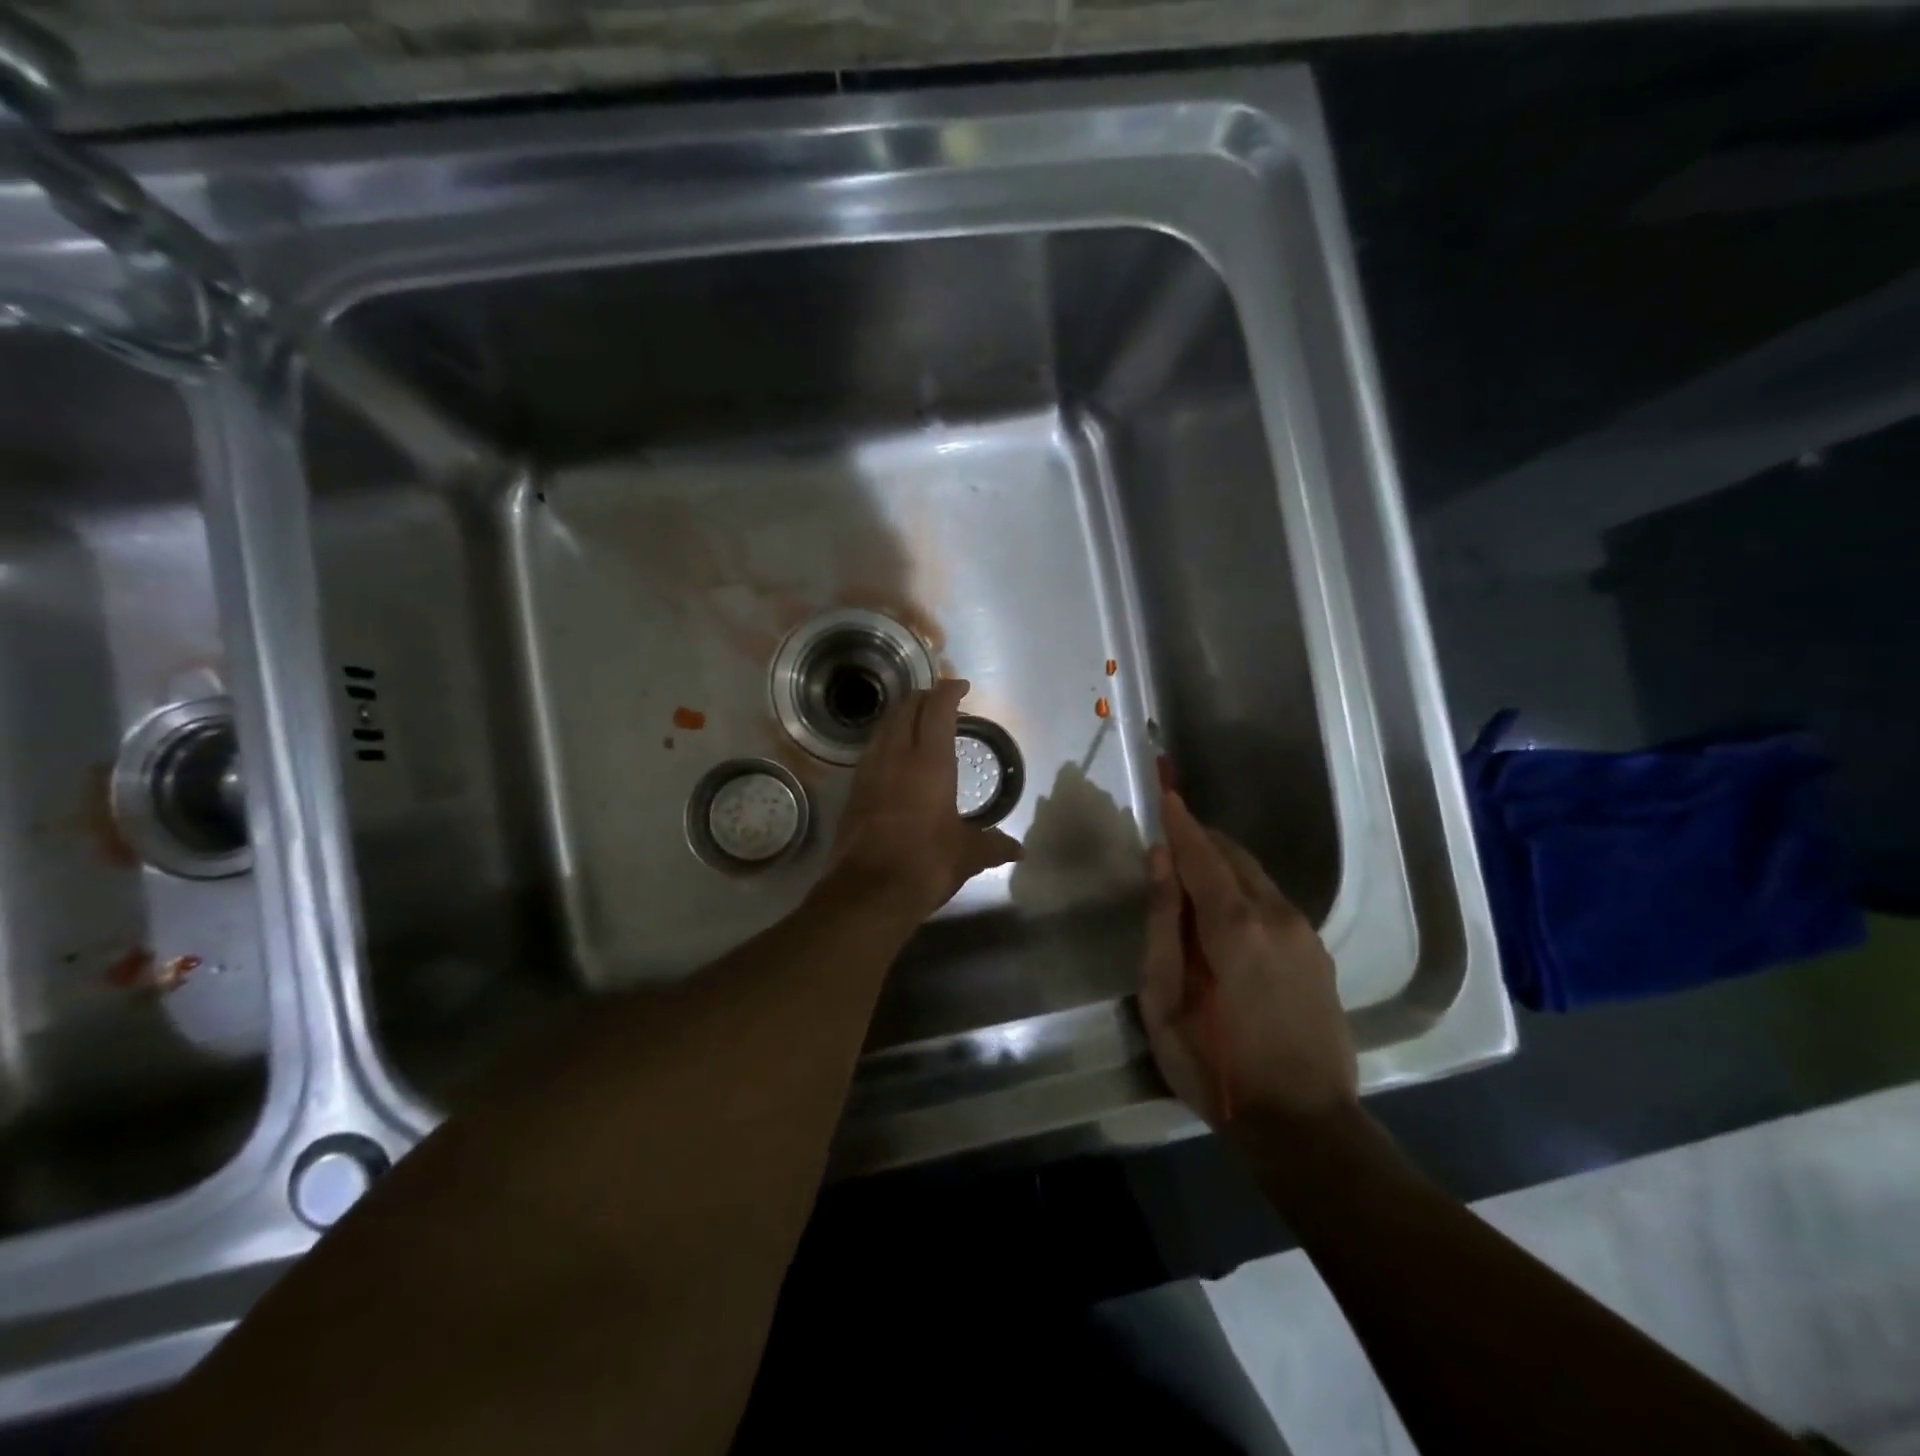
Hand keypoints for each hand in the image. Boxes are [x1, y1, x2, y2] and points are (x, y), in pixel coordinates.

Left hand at [825, 678, 1021, 923]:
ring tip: (918, 725)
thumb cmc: (926, 863)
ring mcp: (869, 771)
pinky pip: (871, 750)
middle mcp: (896, 756)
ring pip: (884, 726)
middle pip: (905, 707)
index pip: (937, 709)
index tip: (961, 687)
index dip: (949, 691)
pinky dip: (886, 741)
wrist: (868, 892)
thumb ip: (993, 846)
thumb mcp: (967, 855)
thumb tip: (1018, 850)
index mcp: (929, 762)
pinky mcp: (853, 790)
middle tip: (941, 703)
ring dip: (901, 716)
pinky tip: (896, 759)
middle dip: (923, 697)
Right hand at [1140, 791, 1356, 1134]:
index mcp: (1233, 924)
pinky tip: (1227, 924)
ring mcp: (1304, 933)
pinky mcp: (1319, 953)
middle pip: (1233, 856)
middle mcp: (1276, 915)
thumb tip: (1160, 860)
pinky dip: (1244, 893)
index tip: (1165, 790)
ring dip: (1222, 868)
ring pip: (1256, 878)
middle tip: (1168, 846)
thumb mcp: (1164, 999)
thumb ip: (1162, 923)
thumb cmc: (1216, 1064)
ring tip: (1191, 885)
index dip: (1179, 822)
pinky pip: (1273, 903)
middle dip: (1199, 842)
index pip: (1201, 853)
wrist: (1305, 1124)